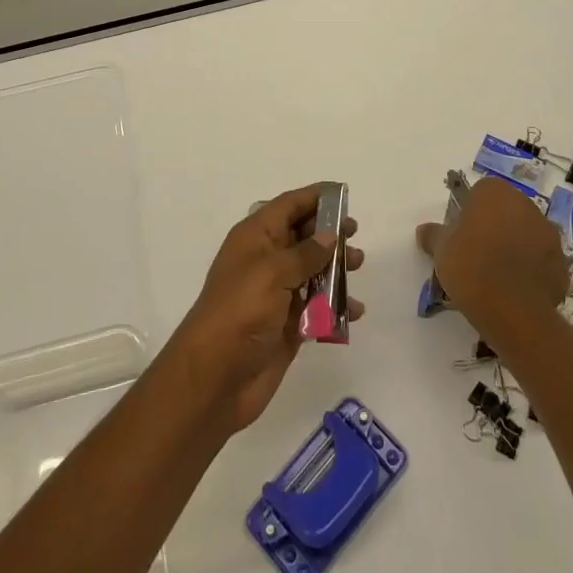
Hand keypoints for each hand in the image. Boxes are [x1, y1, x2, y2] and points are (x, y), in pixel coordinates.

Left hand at [173, 183, 366, 431]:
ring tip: (358, 266)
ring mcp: (276, 295)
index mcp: (255, 238)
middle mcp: (265, 261)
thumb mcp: (273, 272)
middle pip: (302, 236)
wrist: (215, 378)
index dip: (314, 197)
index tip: (344, 194)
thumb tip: (329, 235)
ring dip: (336, 268)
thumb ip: (305, 253)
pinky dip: (336, 306)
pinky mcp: (287, 326)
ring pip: (312, 271)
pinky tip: (355, 310)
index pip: (287, 206)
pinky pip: (317, 308)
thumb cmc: (240, 312)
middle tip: (355, 234)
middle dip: (329, 233)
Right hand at [416, 176, 567, 336]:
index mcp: (495, 192)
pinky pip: (541, 260)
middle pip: (506, 211)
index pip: (480, 192)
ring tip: (497, 276)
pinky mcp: (562, 263)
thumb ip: (433, 235)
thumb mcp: (441, 249)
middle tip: (477, 254)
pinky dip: (531, 270)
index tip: (460, 235)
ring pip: (526, 234)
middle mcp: (526, 204)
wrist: (512, 308)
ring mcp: (548, 233)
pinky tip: (516, 290)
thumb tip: (424, 230)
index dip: (469, 212)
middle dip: (494, 227)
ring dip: (515, 246)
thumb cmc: (470, 266)